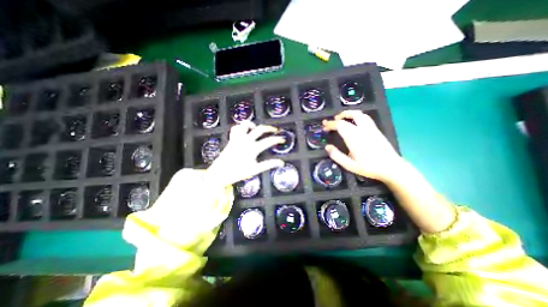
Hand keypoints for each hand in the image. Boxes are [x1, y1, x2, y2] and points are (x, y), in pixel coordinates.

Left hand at [205, 123, 282, 186]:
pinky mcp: (231, 139)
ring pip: (245, 124)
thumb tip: (281, 162)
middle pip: (259, 129)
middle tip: (274, 130)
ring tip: (257, 128)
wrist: (220, 173)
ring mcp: (237, 139)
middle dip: (269, 128)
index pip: (268, 141)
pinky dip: (240, 127)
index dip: (277, 139)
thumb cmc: (237, 173)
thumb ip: (268, 165)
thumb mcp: (255, 170)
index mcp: (252, 148)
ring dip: (252, 124)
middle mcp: (245, 141)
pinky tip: (244, 131)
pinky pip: (235, 129)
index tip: (282, 139)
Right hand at [322, 111, 402, 181]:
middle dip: (338, 117)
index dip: (330, 124)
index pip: (340, 125)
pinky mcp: (376, 130)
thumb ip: (336, 155)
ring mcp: (371, 128)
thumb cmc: (369, 167)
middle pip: (350, 116)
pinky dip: (356, 116)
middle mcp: (363, 130)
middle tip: (331, 121)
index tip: (324, 127)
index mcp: (354, 138)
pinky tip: (353, 123)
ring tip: (341, 118)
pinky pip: (365, 118)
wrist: (391, 167)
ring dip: (348, 114)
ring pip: (359, 114)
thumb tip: (327, 147)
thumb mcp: (349, 165)